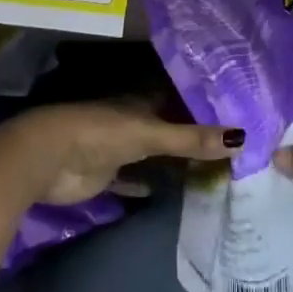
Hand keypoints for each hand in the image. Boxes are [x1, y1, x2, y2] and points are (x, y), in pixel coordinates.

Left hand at [0, 101, 243, 207]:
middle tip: (229, 148)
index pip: (178, 99)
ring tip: (209, 171)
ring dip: (171, 162)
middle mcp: (132, 121)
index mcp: (141, 102)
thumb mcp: (150, 133)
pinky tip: (165, 193)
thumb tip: (242, 139)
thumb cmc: (101, 133)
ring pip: (151, 154)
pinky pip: (131, 181)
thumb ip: (191, 138)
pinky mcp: (105, 176)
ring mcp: (117, 149)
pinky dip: (146, 186)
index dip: (201, 105)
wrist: (49, 158)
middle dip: (191, 136)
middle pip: (166, 128)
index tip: (233, 112)